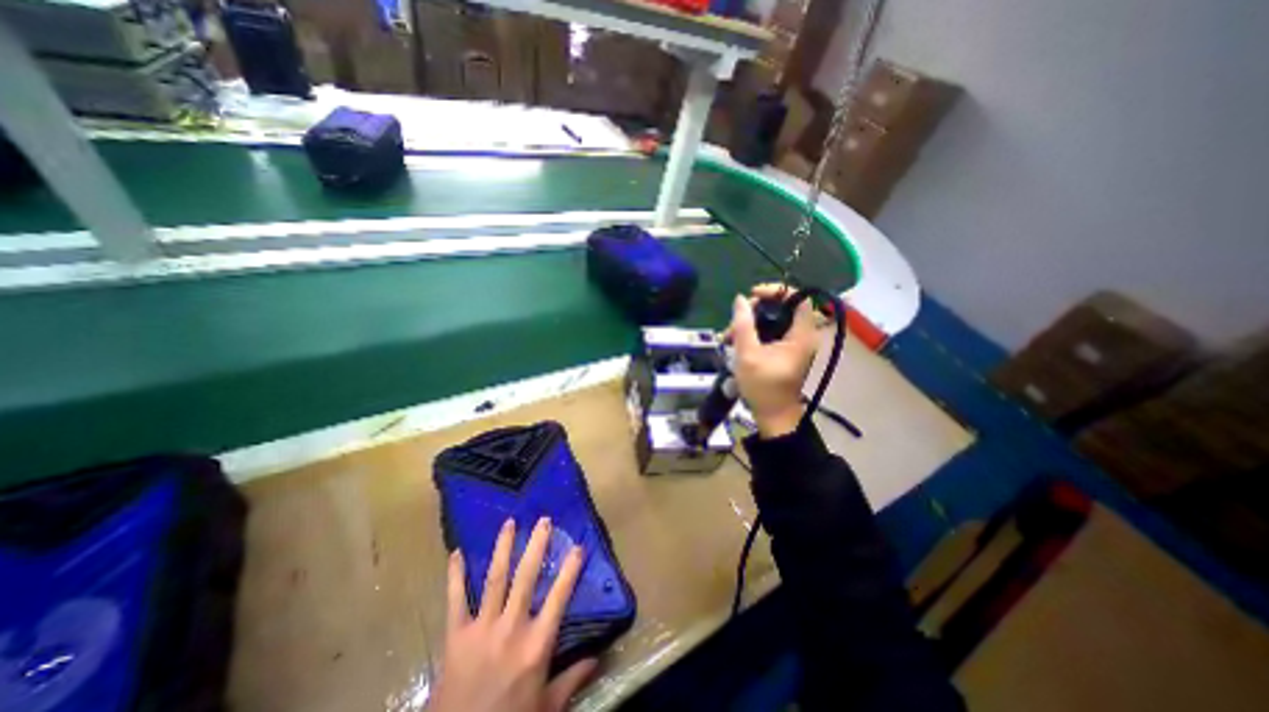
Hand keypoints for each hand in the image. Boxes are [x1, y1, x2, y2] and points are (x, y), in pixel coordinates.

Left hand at [432, 517, 594, 710]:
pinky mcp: (455, 636)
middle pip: (526, 578)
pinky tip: (456, 553)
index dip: (569, 570)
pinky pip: (455, 600)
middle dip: (536, 546)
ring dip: (503, 548)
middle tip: (543, 520)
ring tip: (509, 523)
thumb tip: (599, 657)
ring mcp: (482, 629)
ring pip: (495, 579)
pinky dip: (455, 576)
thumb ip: (573, 679)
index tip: (577, 546)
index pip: (559, 598)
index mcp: (537, 645)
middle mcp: (511, 628)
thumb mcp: (547, 708)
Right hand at [728, 284, 816, 438]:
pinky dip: (754, 332)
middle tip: (737, 319)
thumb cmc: (762, 386)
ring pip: (774, 320)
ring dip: (751, 322)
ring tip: (730, 334)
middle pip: (783, 308)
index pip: (798, 299)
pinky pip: (772, 332)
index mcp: (801, 335)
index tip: (753, 295)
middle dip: (757, 309)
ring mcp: (795, 344)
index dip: (777, 291)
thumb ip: (743, 325)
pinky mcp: (786, 351)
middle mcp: (802, 336)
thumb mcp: (748, 354)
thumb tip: (740, 299)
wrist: (773, 415)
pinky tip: (736, 341)